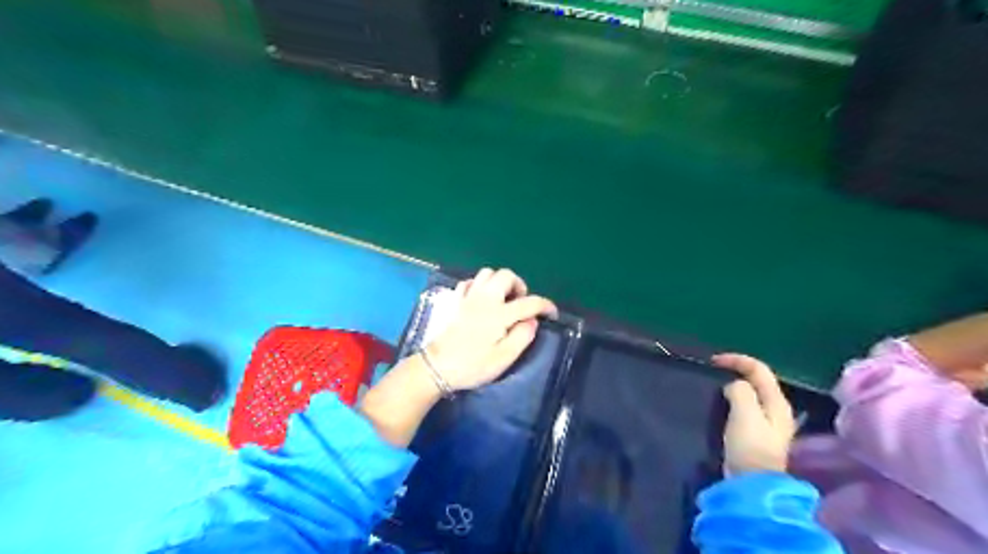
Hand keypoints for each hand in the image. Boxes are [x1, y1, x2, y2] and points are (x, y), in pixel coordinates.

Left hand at [429, 266, 558, 389]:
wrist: (437, 367)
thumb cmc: (472, 366)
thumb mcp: (503, 358)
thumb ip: (522, 336)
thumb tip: (532, 321)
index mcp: (499, 313)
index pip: (529, 302)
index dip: (545, 305)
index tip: (552, 313)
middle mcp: (484, 298)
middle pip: (506, 275)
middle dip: (519, 285)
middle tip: (521, 303)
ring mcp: (467, 297)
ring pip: (487, 273)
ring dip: (499, 282)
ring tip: (503, 300)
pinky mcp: (454, 301)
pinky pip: (469, 282)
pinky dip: (479, 286)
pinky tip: (481, 299)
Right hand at [711, 355, 792, 476]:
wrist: (751, 483)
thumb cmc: (750, 446)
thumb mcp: (745, 412)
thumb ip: (740, 391)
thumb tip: (734, 385)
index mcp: (777, 402)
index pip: (760, 369)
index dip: (737, 359)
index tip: (713, 361)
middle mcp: (776, 410)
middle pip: (757, 380)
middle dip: (735, 370)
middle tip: (712, 370)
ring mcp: (766, 423)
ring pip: (749, 394)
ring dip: (732, 385)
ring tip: (713, 385)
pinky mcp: (754, 434)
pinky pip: (743, 407)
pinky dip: (731, 399)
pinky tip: (719, 404)